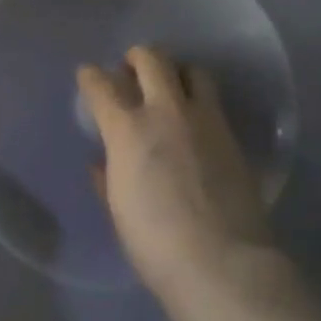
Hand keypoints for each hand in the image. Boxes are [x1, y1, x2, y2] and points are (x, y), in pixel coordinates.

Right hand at [78, 47, 279, 307]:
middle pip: (152, 60)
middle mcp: (167, 112)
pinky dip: (199, 102)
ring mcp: (205, 120)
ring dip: (176, 72)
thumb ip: (107, 178)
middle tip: (131, 69)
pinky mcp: (232, 136)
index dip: (91, 76)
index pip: (102, 86)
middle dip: (137, 57)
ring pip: (192, 71)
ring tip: (170, 88)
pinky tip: (195, 123)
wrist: (222, 262)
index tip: (88, 75)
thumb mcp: (118, 210)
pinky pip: (214, 103)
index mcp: (128, 129)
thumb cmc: (155, 243)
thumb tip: (102, 162)